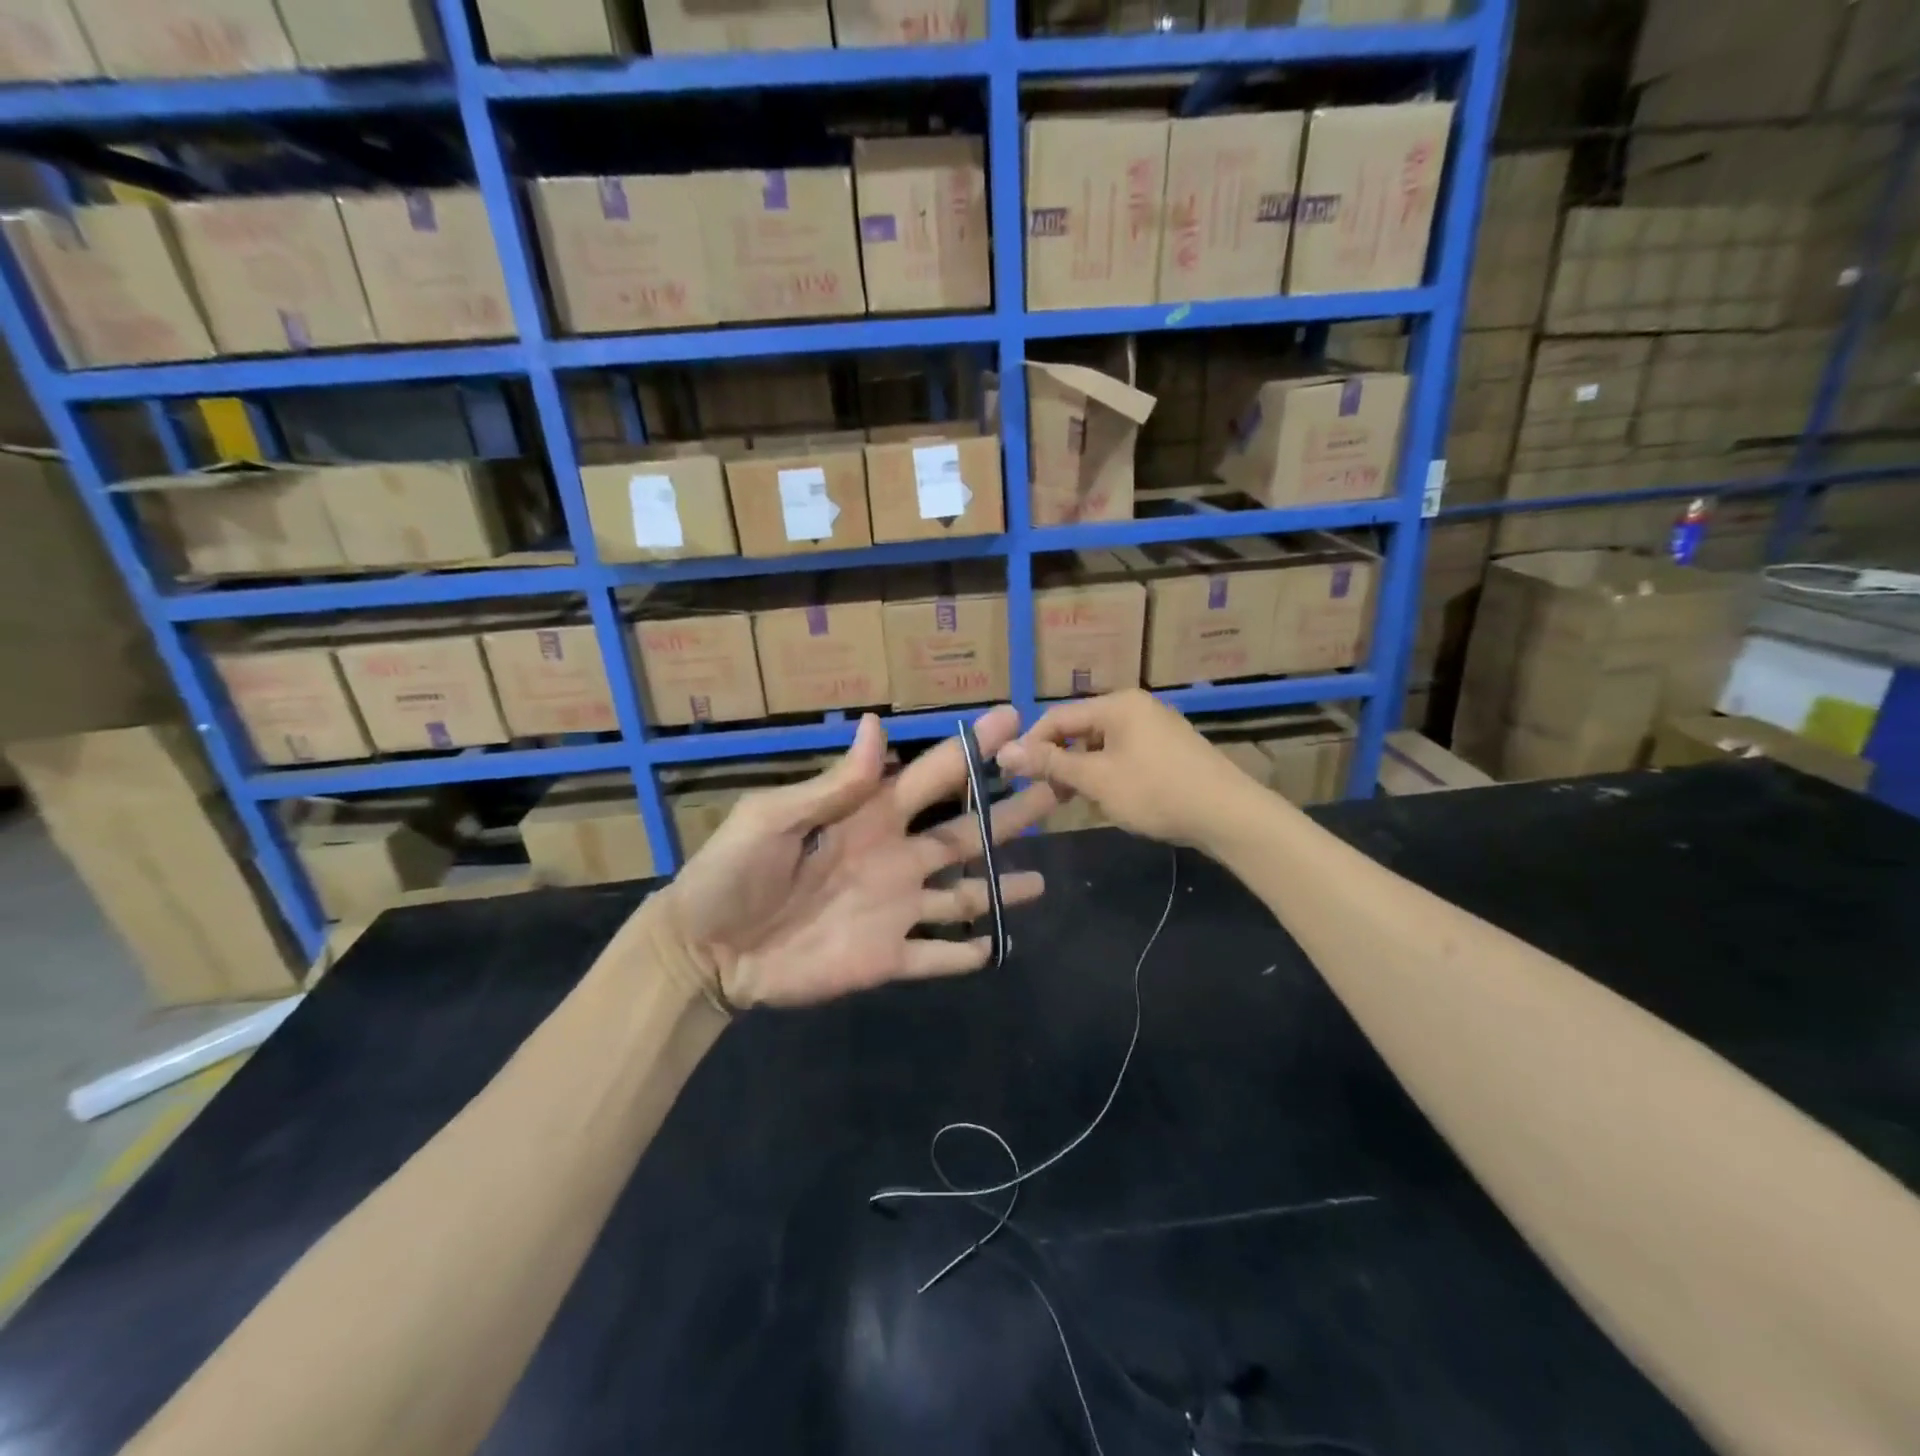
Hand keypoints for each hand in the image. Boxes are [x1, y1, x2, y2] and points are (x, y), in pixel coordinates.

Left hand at [647, 706, 1058, 1009]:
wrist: (705, 951)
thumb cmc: (733, 874)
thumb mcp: (773, 819)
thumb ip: (834, 784)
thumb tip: (877, 724)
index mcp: (869, 817)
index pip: (933, 776)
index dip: (972, 748)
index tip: (1013, 720)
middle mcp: (894, 858)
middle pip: (966, 833)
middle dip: (1009, 813)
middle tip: (1054, 789)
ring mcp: (894, 910)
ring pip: (963, 894)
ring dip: (1001, 888)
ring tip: (1040, 881)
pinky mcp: (886, 958)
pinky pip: (935, 956)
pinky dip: (965, 954)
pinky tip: (994, 947)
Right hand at [996, 690, 1266, 849]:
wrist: (1228, 815)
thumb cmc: (1156, 792)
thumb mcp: (1096, 780)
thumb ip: (1050, 764)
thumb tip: (1004, 752)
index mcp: (1117, 704)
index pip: (1057, 717)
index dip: (1031, 744)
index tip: (1012, 775)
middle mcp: (1136, 707)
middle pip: (1080, 730)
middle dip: (1059, 761)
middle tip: (1043, 794)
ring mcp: (1156, 728)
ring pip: (1102, 746)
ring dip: (1082, 772)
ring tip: (1074, 802)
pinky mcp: (1169, 750)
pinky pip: (1124, 756)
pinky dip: (1108, 775)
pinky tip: (1107, 801)